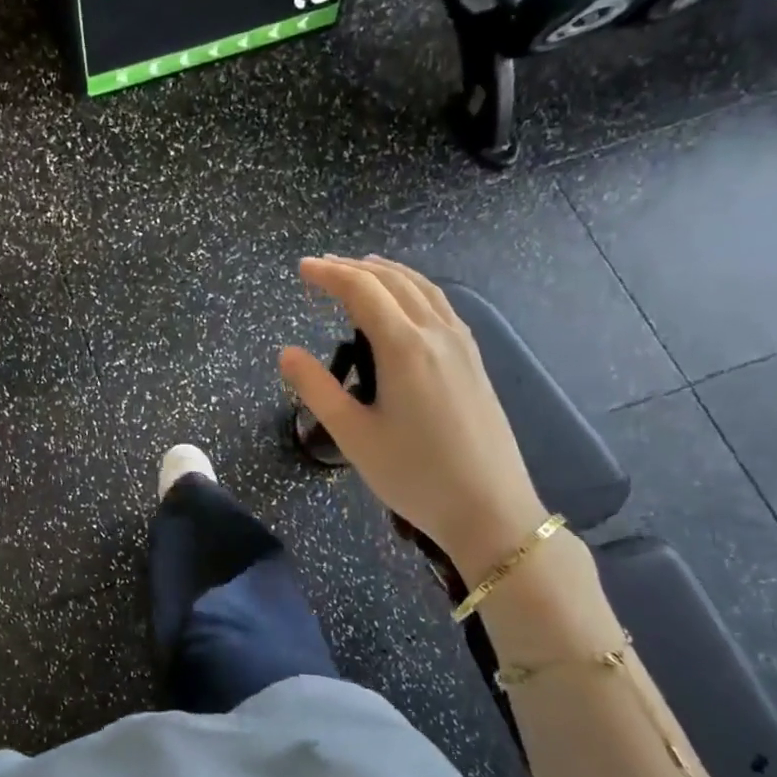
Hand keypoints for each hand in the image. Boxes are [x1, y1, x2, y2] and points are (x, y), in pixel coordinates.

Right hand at [279, 256, 547, 584]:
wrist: (490, 509)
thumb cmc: (414, 474)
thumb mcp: (353, 435)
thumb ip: (316, 388)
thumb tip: (286, 353)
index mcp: (405, 347)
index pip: (362, 291)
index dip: (329, 274)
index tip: (301, 269)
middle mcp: (436, 333)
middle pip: (393, 281)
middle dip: (354, 267)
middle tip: (321, 266)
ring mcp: (462, 344)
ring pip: (422, 288)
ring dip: (387, 272)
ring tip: (360, 269)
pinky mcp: (474, 360)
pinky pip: (440, 304)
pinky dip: (413, 288)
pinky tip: (406, 302)